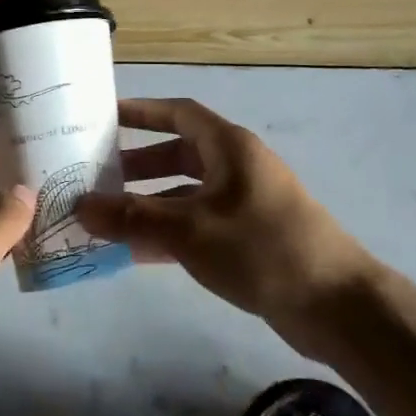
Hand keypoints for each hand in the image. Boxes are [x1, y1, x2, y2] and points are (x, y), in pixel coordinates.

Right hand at [76, 98, 376, 357]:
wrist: (335, 304)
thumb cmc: (261, 248)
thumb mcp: (190, 230)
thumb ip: (133, 217)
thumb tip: (80, 206)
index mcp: (229, 147)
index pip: (179, 113)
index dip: (142, 112)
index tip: (104, 117)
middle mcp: (237, 167)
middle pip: (179, 154)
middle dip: (138, 164)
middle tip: (96, 176)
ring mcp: (245, 203)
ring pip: (187, 193)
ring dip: (150, 203)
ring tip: (106, 217)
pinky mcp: (249, 237)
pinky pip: (199, 224)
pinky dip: (170, 232)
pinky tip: (137, 253)